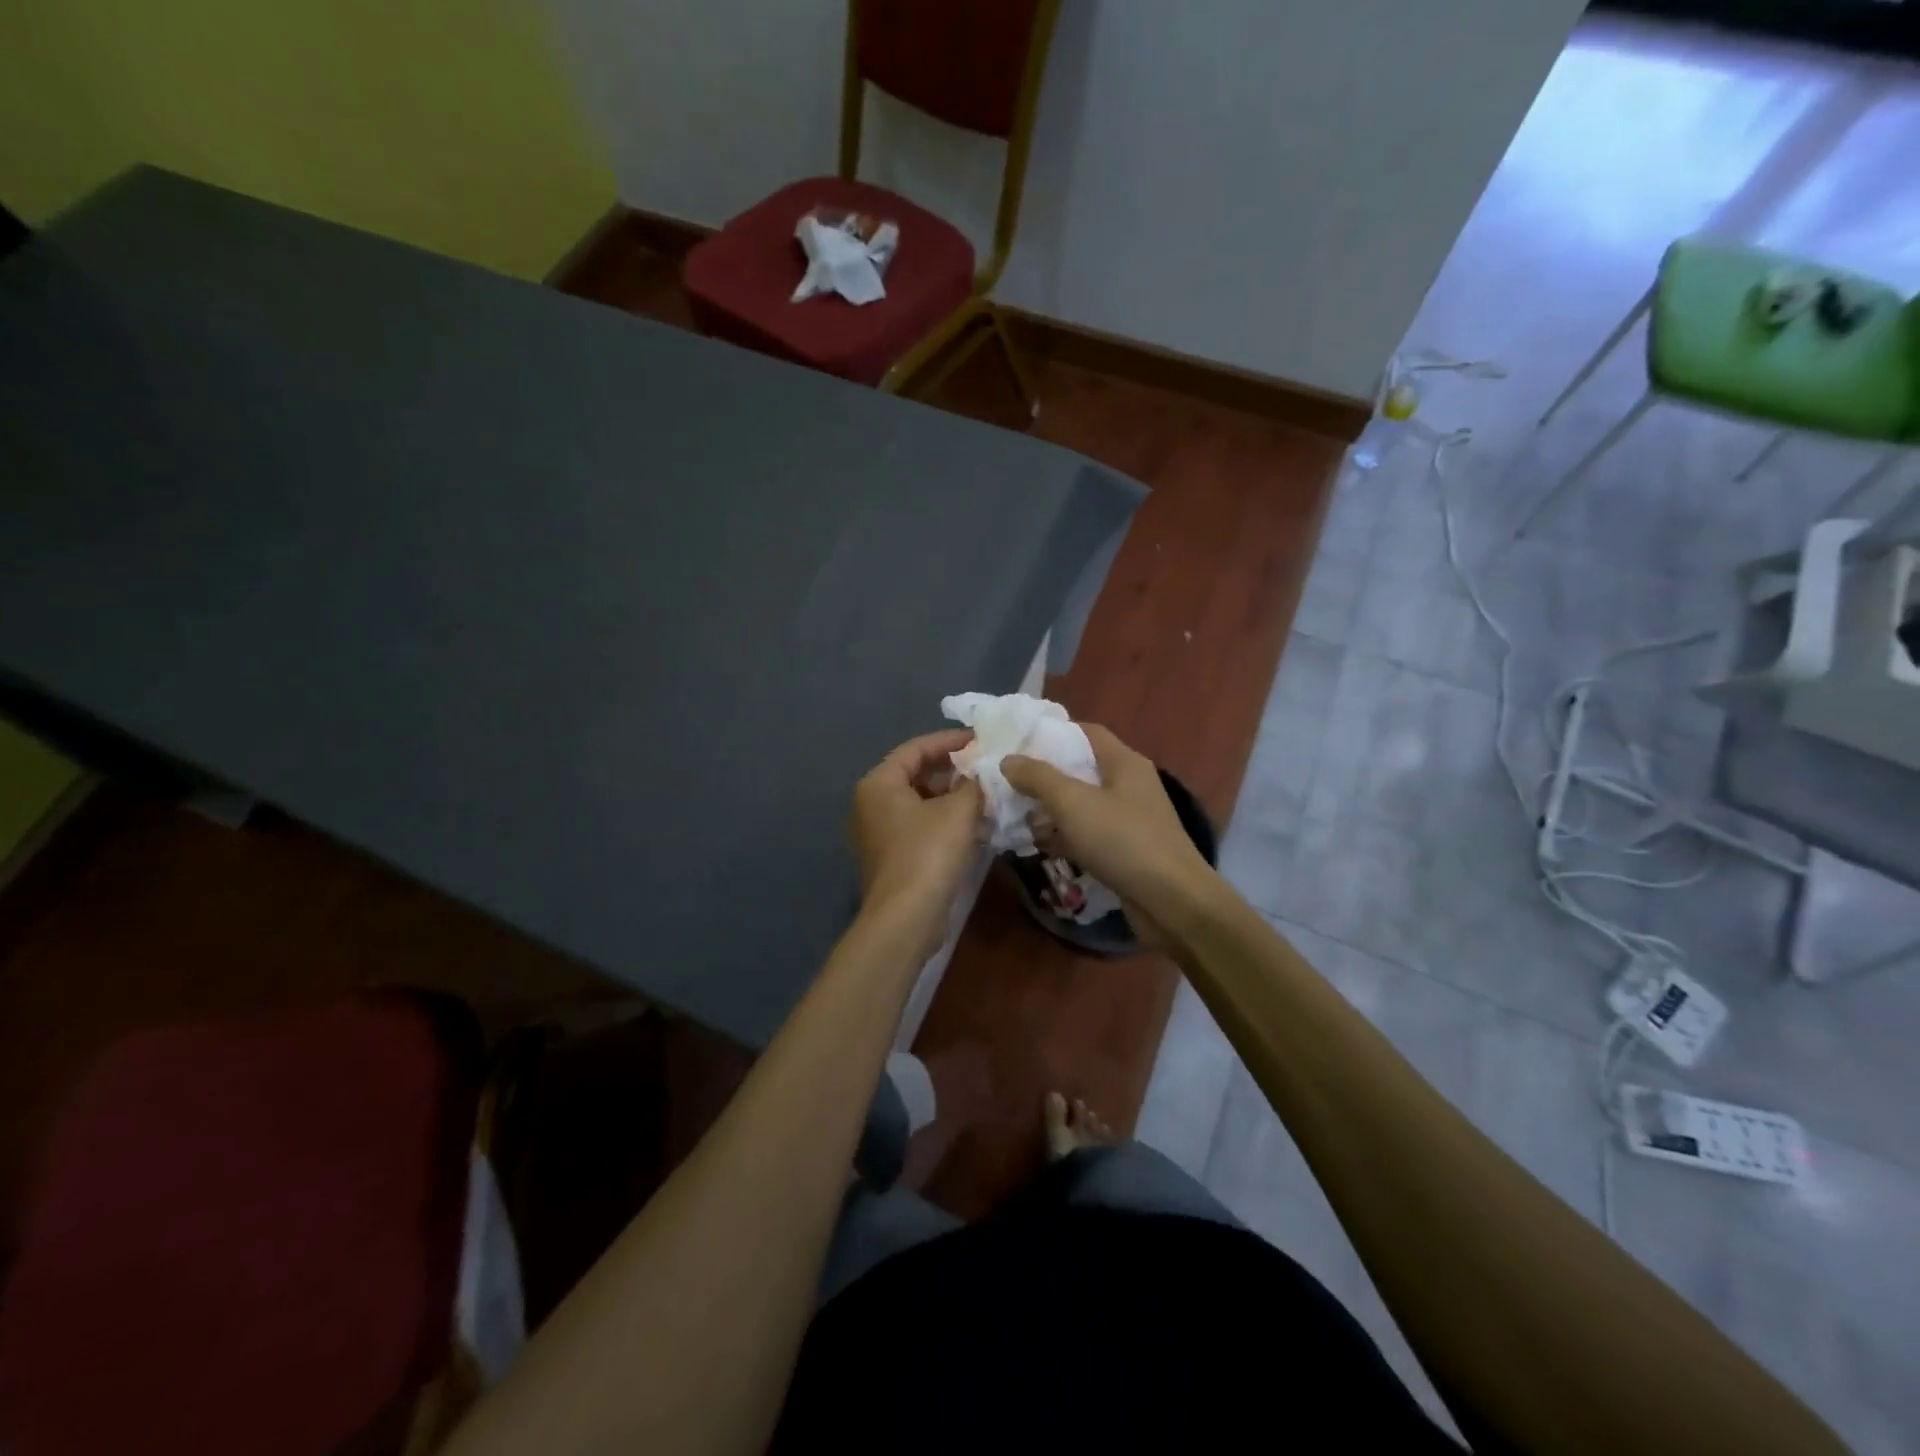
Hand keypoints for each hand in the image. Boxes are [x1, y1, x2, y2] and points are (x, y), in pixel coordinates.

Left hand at [850, 730, 982, 947]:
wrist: (906, 917)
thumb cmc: (929, 853)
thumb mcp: (959, 811)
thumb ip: (973, 784)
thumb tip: (983, 774)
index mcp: (879, 782)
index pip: (916, 748)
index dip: (950, 740)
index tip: (981, 739)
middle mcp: (870, 802)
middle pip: (915, 773)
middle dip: (952, 769)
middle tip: (986, 766)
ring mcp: (877, 831)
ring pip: (918, 800)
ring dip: (950, 795)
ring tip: (985, 792)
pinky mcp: (889, 855)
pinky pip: (918, 824)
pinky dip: (943, 818)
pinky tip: (972, 822)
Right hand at [1003, 725, 1217, 932]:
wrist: (1171, 901)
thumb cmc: (1122, 840)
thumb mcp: (1073, 803)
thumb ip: (1038, 778)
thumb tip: (1008, 760)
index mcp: (1124, 762)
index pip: (1086, 732)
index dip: (1052, 733)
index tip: (1018, 743)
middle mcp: (1129, 785)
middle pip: (1081, 770)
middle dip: (1044, 777)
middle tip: (1008, 784)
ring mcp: (1129, 820)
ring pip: (1082, 805)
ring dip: (1051, 811)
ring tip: (1016, 818)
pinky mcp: (1125, 851)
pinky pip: (1088, 834)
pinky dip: (1065, 837)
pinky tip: (1039, 846)